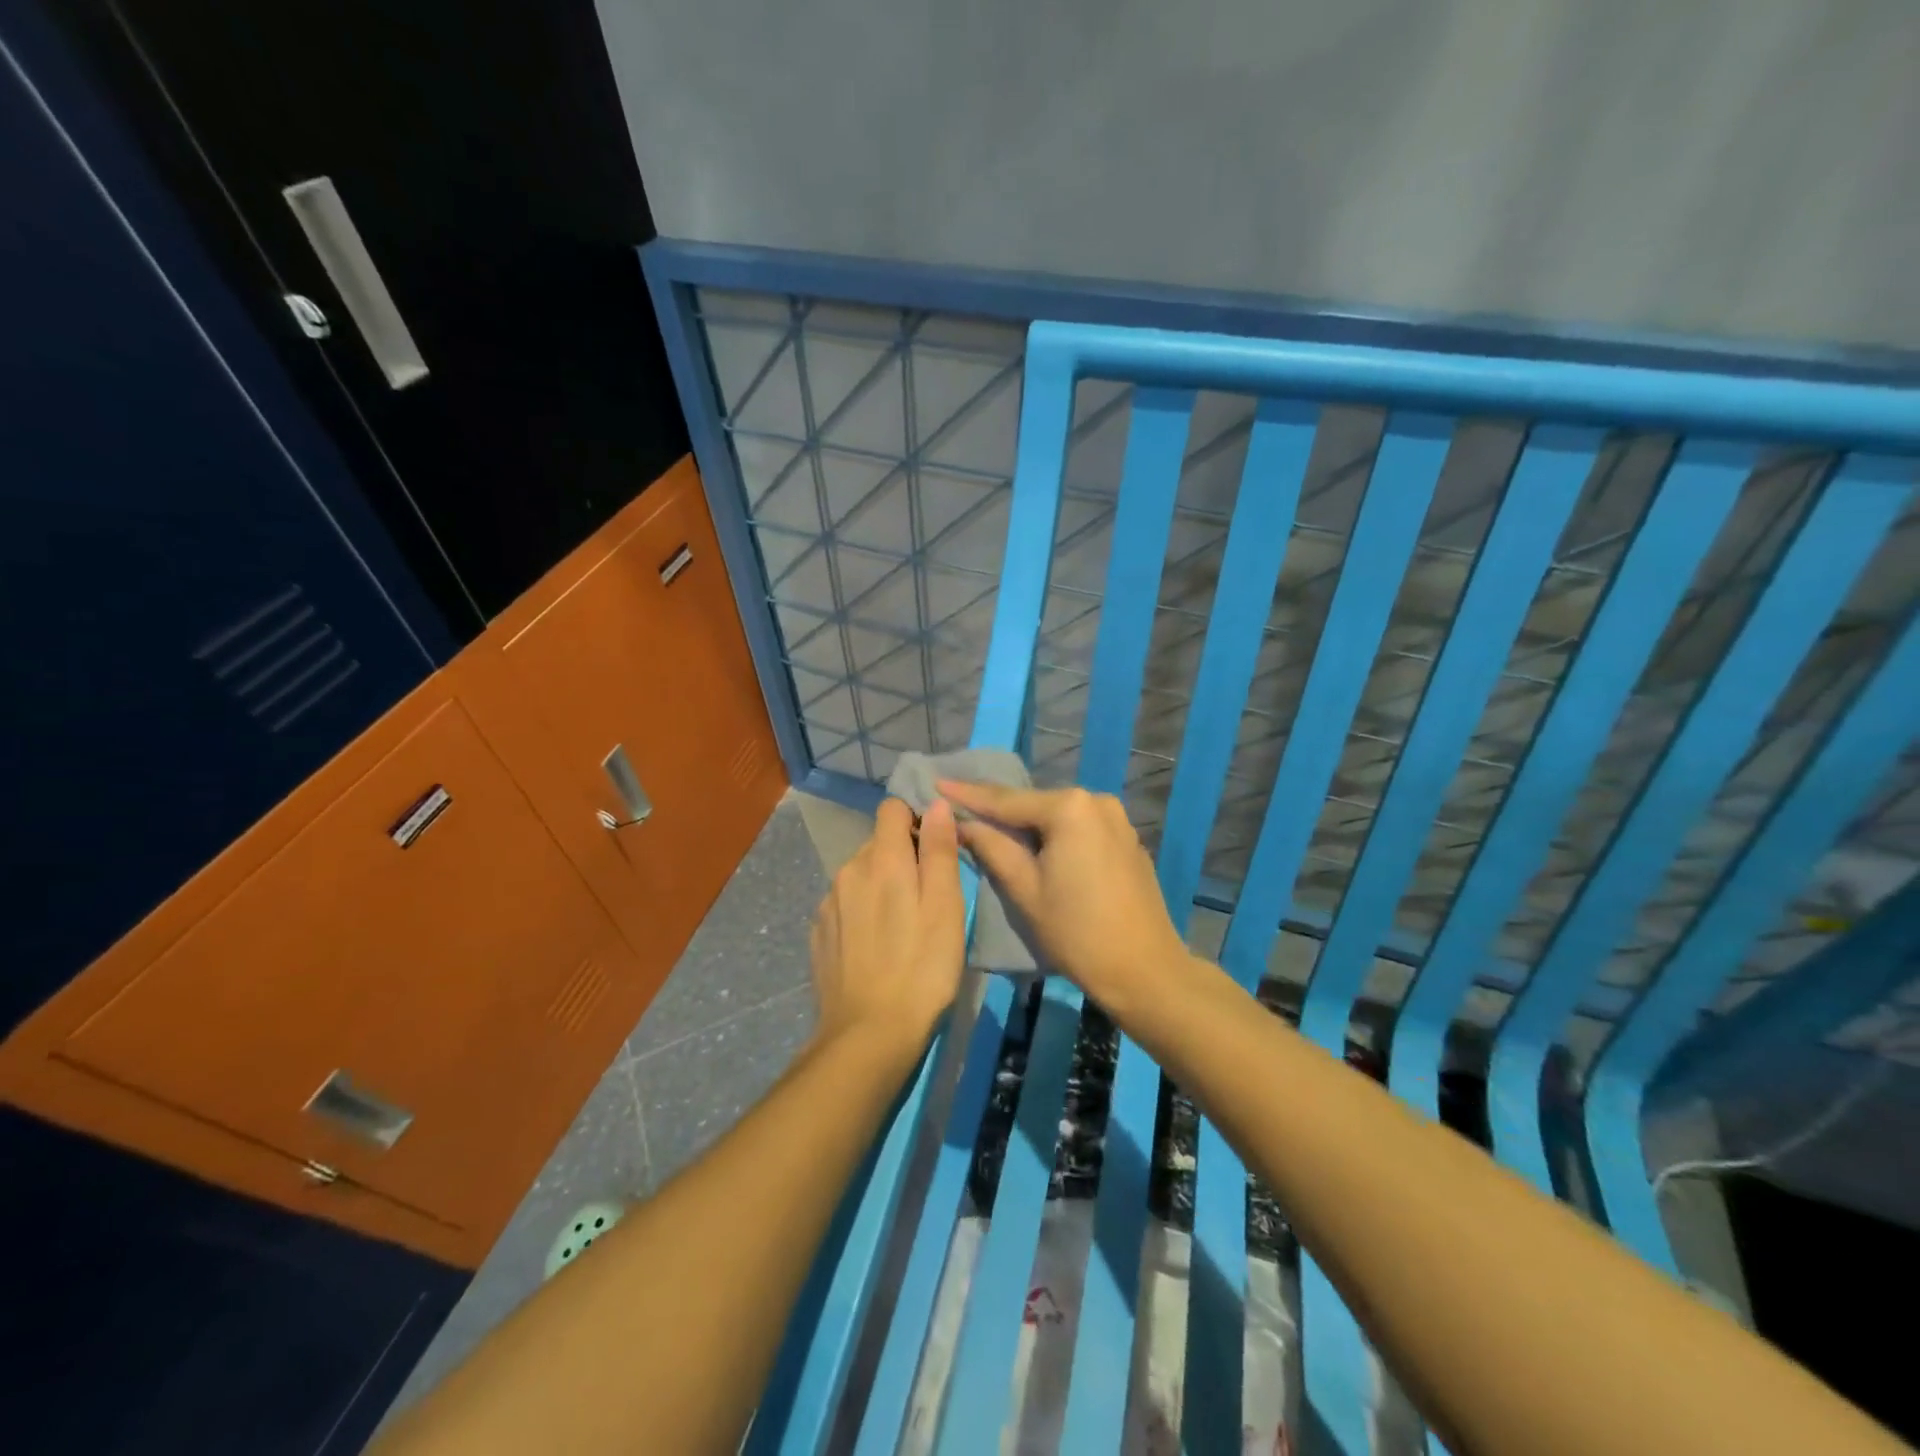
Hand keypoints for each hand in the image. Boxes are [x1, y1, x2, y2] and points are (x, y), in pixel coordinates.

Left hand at [809, 797, 966, 1055]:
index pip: (892, 809)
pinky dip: (862, 912)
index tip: (934, 851)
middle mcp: (848, 871)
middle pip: (877, 843)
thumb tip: (935, 804)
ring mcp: (828, 903)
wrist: (868, 1035)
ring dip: (881, 886)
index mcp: (881, 859)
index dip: (915, 820)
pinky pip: (845, 904)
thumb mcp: (945, 908)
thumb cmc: (922, 968)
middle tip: (926, 898)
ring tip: (902, 927)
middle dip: (901, 858)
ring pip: (860, 875)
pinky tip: (875, 947)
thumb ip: (939, 851)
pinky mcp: (819, 932)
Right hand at [938, 781, 1193, 1016]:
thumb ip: (991, 847)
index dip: (968, 794)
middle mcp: (1096, 801)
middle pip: (1033, 804)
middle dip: (998, 810)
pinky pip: (1078, 828)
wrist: (1145, 970)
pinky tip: (1034, 845)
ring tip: (989, 826)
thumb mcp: (1024, 889)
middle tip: (959, 807)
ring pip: (1056, 817)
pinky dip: (1053, 835)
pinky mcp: (1125, 839)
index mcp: (1070, 808)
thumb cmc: (1077, 932)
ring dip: (1026, 824)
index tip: (936, 782)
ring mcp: (1116, 819)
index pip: (1007, 800)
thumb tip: (962, 822)